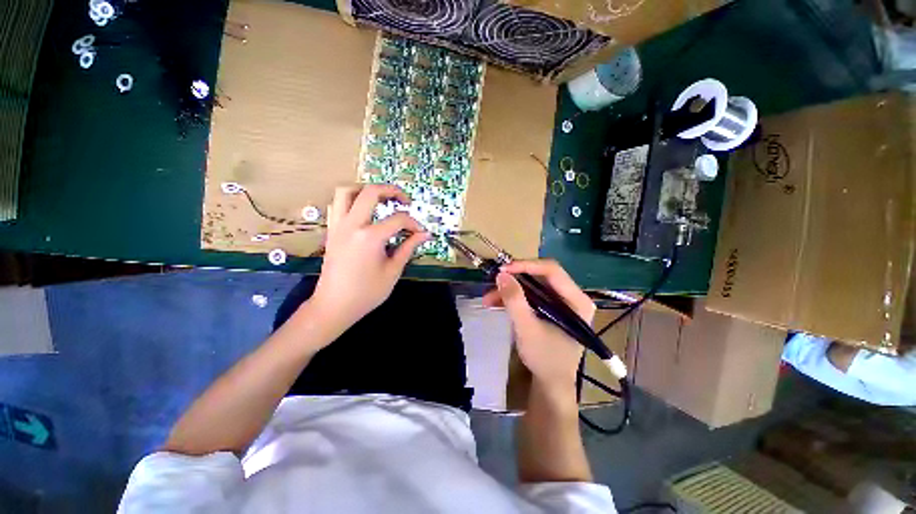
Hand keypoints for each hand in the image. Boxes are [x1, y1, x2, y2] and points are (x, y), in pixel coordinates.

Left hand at [310, 184, 430, 330]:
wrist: (334, 306)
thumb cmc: (367, 292)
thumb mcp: (393, 271)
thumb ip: (408, 248)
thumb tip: (424, 234)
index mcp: (370, 237)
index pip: (398, 219)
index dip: (413, 223)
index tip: (421, 232)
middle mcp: (352, 225)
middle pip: (370, 192)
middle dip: (391, 191)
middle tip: (404, 201)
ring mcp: (338, 226)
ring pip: (346, 191)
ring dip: (366, 189)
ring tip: (381, 199)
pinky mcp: (331, 231)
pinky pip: (337, 204)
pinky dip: (351, 200)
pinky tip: (363, 212)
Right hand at [483, 260, 594, 387]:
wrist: (550, 384)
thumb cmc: (545, 359)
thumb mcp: (527, 329)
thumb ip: (515, 300)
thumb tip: (501, 274)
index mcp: (577, 300)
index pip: (552, 270)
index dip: (526, 266)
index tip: (502, 270)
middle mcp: (572, 297)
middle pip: (540, 276)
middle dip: (514, 279)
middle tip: (493, 282)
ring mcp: (560, 302)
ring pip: (532, 285)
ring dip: (509, 290)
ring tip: (488, 298)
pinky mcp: (550, 309)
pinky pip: (530, 296)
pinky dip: (513, 298)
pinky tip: (495, 303)